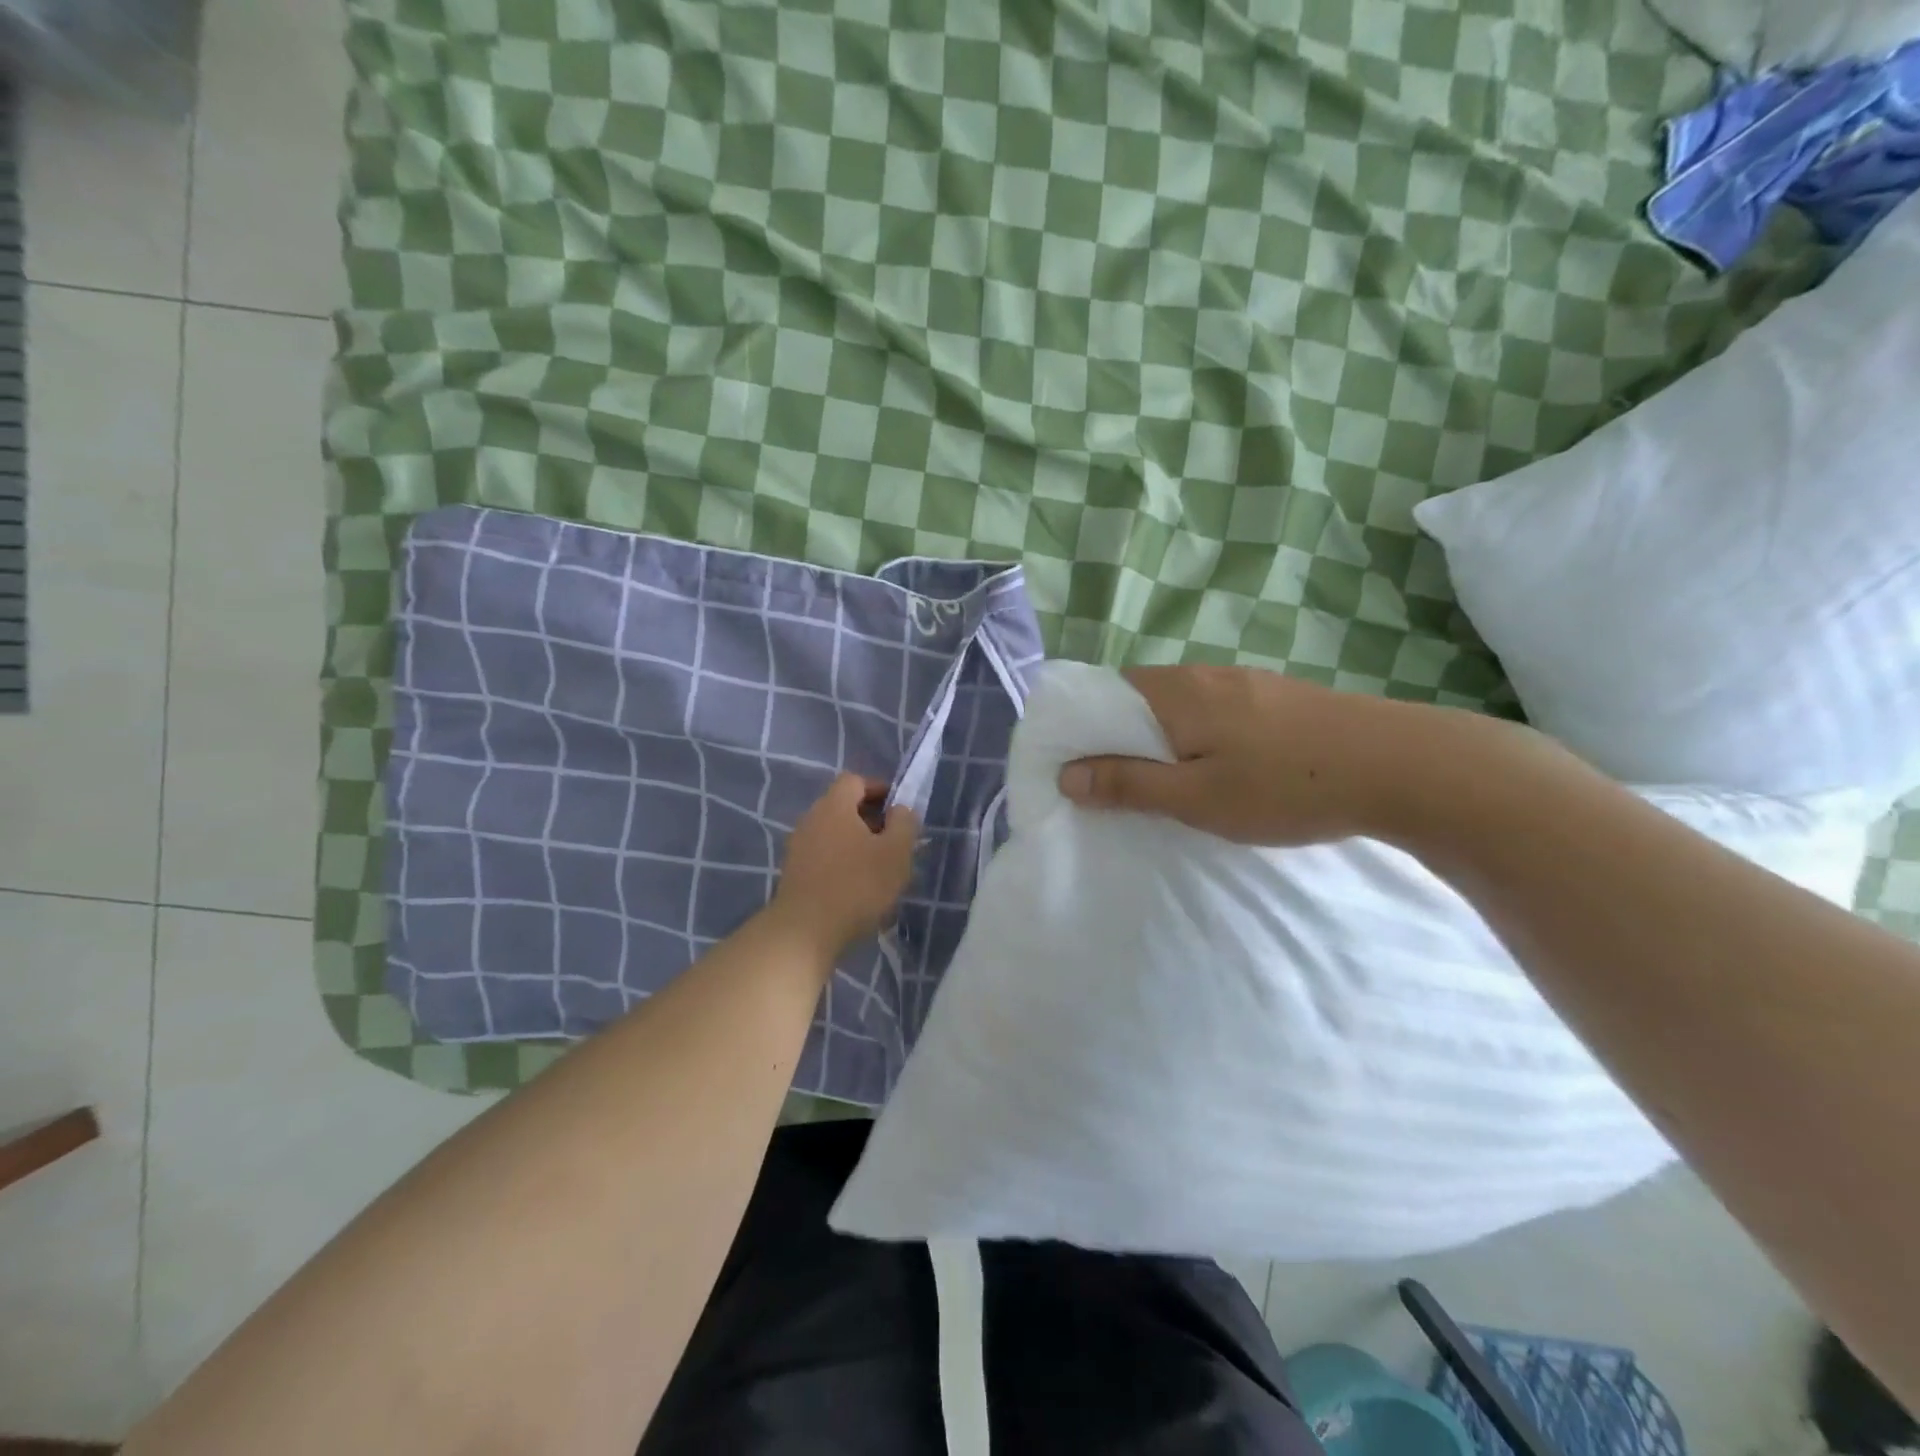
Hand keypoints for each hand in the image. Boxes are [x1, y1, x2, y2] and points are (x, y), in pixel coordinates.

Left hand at [769, 773, 919, 955]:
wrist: (804, 932)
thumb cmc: (857, 885)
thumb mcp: (896, 852)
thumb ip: (904, 823)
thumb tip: (900, 809)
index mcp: (834, 806)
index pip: (855, 781)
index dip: (879, 789)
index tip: (899, 811)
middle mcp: (811, 819)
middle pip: (842, 806)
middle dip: (870, 819)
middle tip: (894, 842)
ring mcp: (798, 847)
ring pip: (833, 833)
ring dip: (856, 843)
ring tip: (879, 868)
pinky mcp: (793, 873)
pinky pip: (823, 855)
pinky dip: (841, 862)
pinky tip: (857, 887)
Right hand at [1057, 665, 1507, 846]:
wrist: (1401, 766)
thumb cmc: (1285, 786)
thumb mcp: (1197, 797)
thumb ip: (1128, 784)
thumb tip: (1066, 774)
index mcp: (1176, 692)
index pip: (1105, 694)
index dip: (1083, 729)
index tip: (1078, 769)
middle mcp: (1205, 675)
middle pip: (1140, 698)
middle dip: (1120, 737)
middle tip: (1119, 786)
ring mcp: (1245, 683)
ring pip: (1180, 705)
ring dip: (1161, 738)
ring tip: (1166, 782)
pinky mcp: (1276, 698)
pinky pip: (1215, 711)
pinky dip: (1198, 737)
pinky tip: (1219, 768)